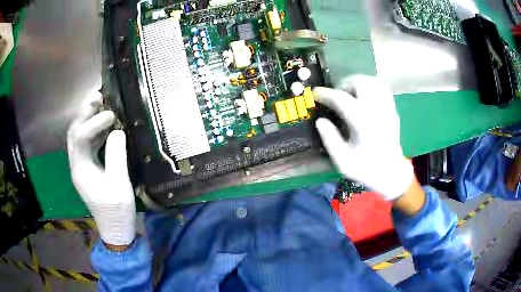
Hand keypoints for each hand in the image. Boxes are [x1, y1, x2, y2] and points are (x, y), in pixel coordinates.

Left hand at [67, 92, 135, 245]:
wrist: (115, 228)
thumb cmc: (117, 210)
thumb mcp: (119, 184)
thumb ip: (116, 155)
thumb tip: (117, 131)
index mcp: (81, 169)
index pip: (80, 137)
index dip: (94, 122)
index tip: (112, 116)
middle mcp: (76, 164)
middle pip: (74, 132)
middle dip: (84, 113)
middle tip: (99, 98)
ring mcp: (81, 166)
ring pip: (78, 136)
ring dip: (88, 119)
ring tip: (101, 105)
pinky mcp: (88, 168)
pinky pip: (87, 143)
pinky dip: (94, 130)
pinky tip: (105, 125)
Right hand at [313, 75, 413, 200]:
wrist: (391, 175)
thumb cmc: (366, 169)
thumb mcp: (343, 161)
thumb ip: (330, 139)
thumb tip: (320, 121)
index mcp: (363, 123)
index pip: (341, 99)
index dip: (326, 94)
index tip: (315, 94)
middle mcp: (376, 111)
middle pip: (360, 83)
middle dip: (344, 84)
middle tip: (336, 94)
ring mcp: (387, 109)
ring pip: (373, 82)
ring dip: (358, 83)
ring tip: (350, 93)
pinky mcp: (392, 111)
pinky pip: (382, 89)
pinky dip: (371, 87)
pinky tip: (364, 96)